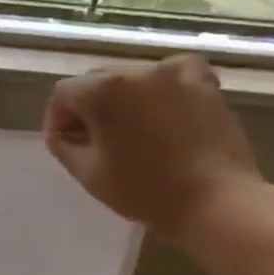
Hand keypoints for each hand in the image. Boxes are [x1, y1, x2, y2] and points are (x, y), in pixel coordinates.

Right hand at [43, 55, 262, 242]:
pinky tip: (163, 104)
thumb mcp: (87, 174)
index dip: (57, 119)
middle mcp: (135, 72)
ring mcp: (173, 74)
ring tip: (130, 128)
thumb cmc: (145, 191)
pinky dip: (163, 84)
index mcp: (102, 92)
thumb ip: (64, 146)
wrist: (216, 203)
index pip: (64, 93)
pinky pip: (174, 71)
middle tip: (94, 141)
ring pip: (132, 77)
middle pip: (97, 81)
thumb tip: (63, 133)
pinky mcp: (204, 84)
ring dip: (123, 98)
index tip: (65, 144)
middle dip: (88, 107)